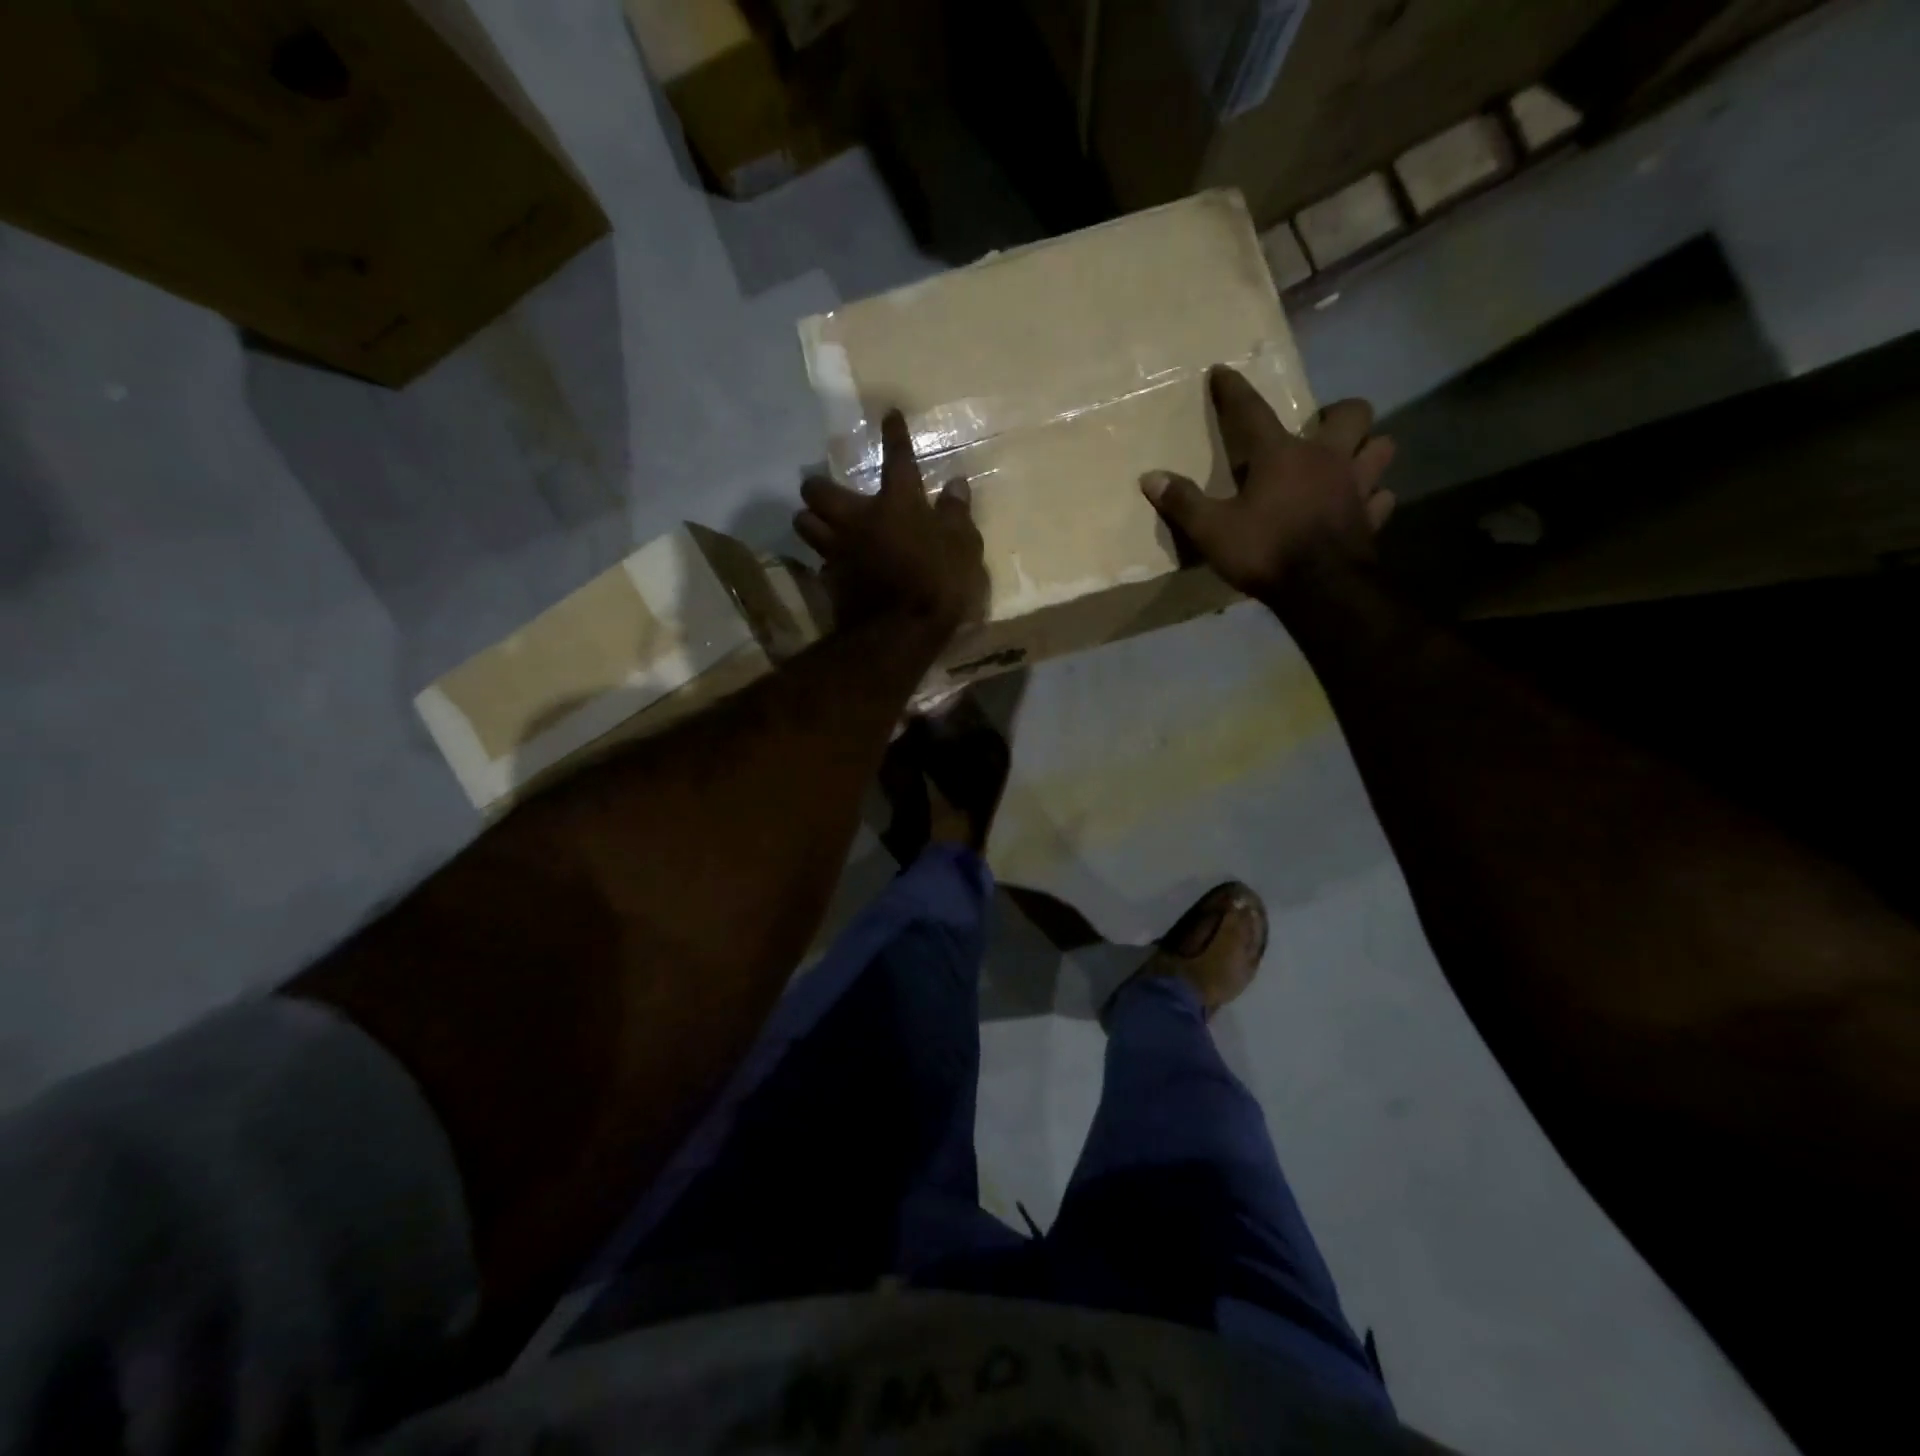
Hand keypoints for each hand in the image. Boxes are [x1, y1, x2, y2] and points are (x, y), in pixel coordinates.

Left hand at [794, 410, 987, 639]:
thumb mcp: (963, 547)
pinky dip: (824, 561)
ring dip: (809, 521)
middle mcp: (858, 519)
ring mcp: (838, 550)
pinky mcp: (830, 580)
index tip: (888, 414)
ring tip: (819, 525)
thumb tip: (956, 484)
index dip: (894, 435)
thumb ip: (957, 514)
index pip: (897, 459)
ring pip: (804, 524)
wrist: (900, 632)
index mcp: (896, 503)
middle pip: (818, 491)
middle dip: (817, 487)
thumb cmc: (938, 584)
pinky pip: (818, 562)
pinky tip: (833, 566)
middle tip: (826, 491)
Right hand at [1142, 365, 1395, 601]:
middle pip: (1351, 413)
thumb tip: (1150, 477)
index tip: (1222, 372)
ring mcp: (1357, 487)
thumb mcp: (1211, 530)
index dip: (1234, 390)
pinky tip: (1359, 506)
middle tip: (1319, 429)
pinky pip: (1382, 497)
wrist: (1320, 590)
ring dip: (1367, 449)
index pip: (1252, 411)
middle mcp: (1326, 459)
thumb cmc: (1264, 551)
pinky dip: (1373, 498)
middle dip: (1338, 414)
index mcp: (1281, 456)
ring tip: (1347, 462)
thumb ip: (1183, 502)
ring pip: (1381, 448)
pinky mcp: (1372, 518)